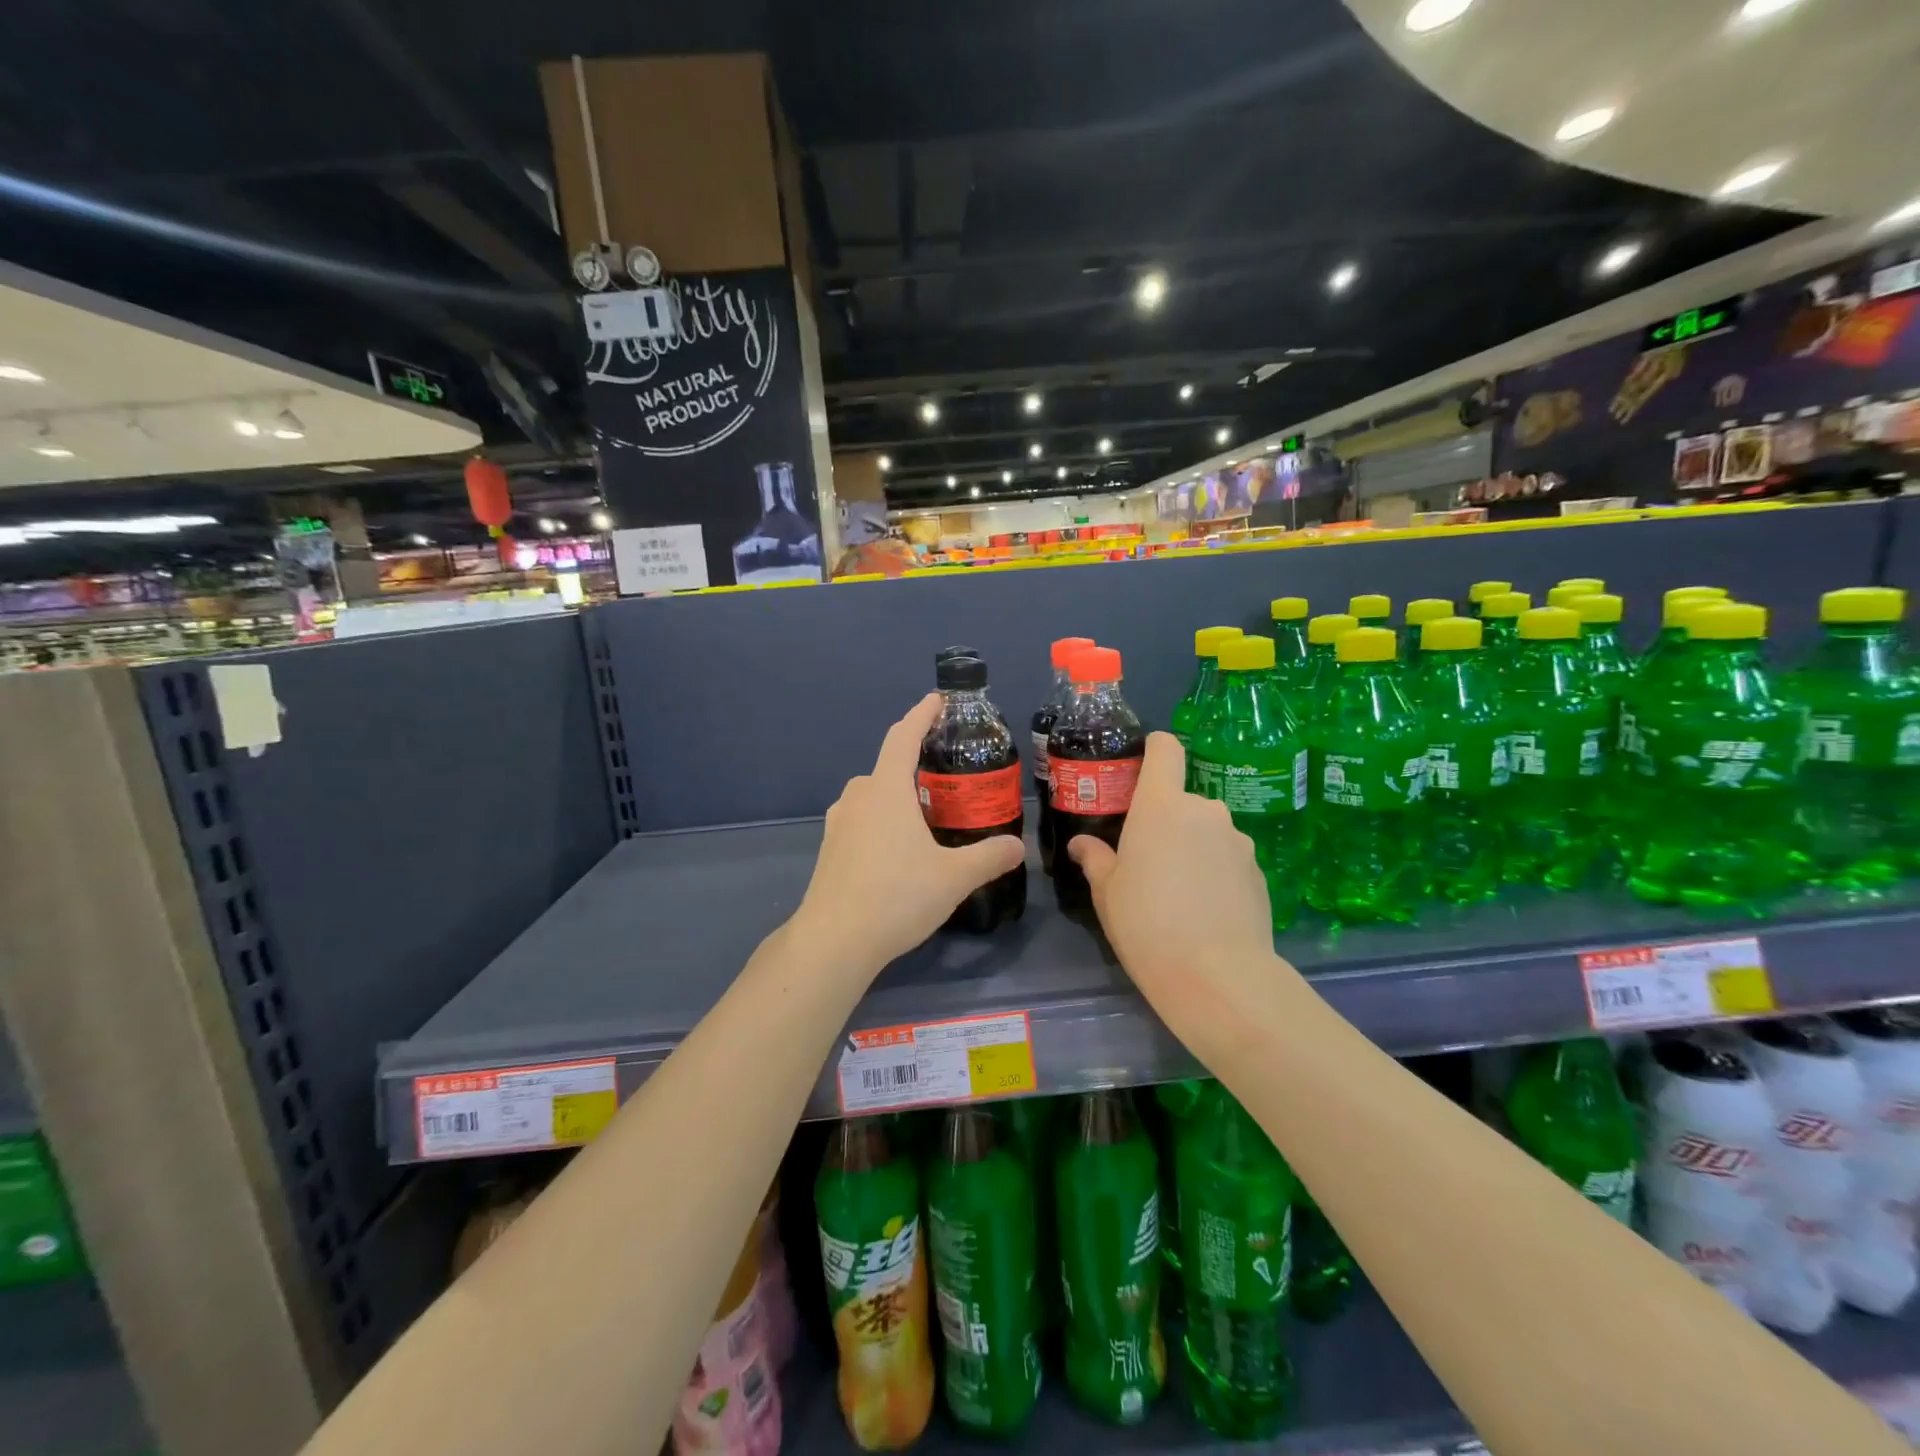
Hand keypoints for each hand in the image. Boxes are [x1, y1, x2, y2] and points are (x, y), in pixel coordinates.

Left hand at [791, 694, 1025, 980]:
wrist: (834, 941)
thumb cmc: (896, 897)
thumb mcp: (953, 878)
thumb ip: (988, 857)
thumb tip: (1017, 847)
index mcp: (887, 791)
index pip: (903, 737)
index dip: (921, 714)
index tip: (936, 700)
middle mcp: (858, 798)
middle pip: (887, 767)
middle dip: (913, 763)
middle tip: (944, 776)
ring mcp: (838, 824)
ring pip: (870, 795)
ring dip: (895, 794)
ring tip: (924, 814)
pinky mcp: (829, 850)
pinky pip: (860, 819)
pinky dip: (880, 819)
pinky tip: (897, 849)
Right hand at [1067, 733, 1287, 1027]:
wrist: (1217, 977)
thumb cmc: (1146, 924)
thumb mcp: (1107, 892)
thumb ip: (1095, 858)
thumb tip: (1081, 844)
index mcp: (1162, 805)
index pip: (1165, 749)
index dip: (1153, 750)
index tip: (1139, 771)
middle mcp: (1204, 810)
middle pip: (1182, 799)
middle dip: (1166, 820)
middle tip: (1148, 860)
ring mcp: (1238, 840)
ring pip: (1207, 831)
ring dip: (1193, 847)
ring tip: (1179, 892)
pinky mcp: (1259, 871)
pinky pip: (1228, 858)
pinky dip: (1215, 872)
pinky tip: (1206, 910)